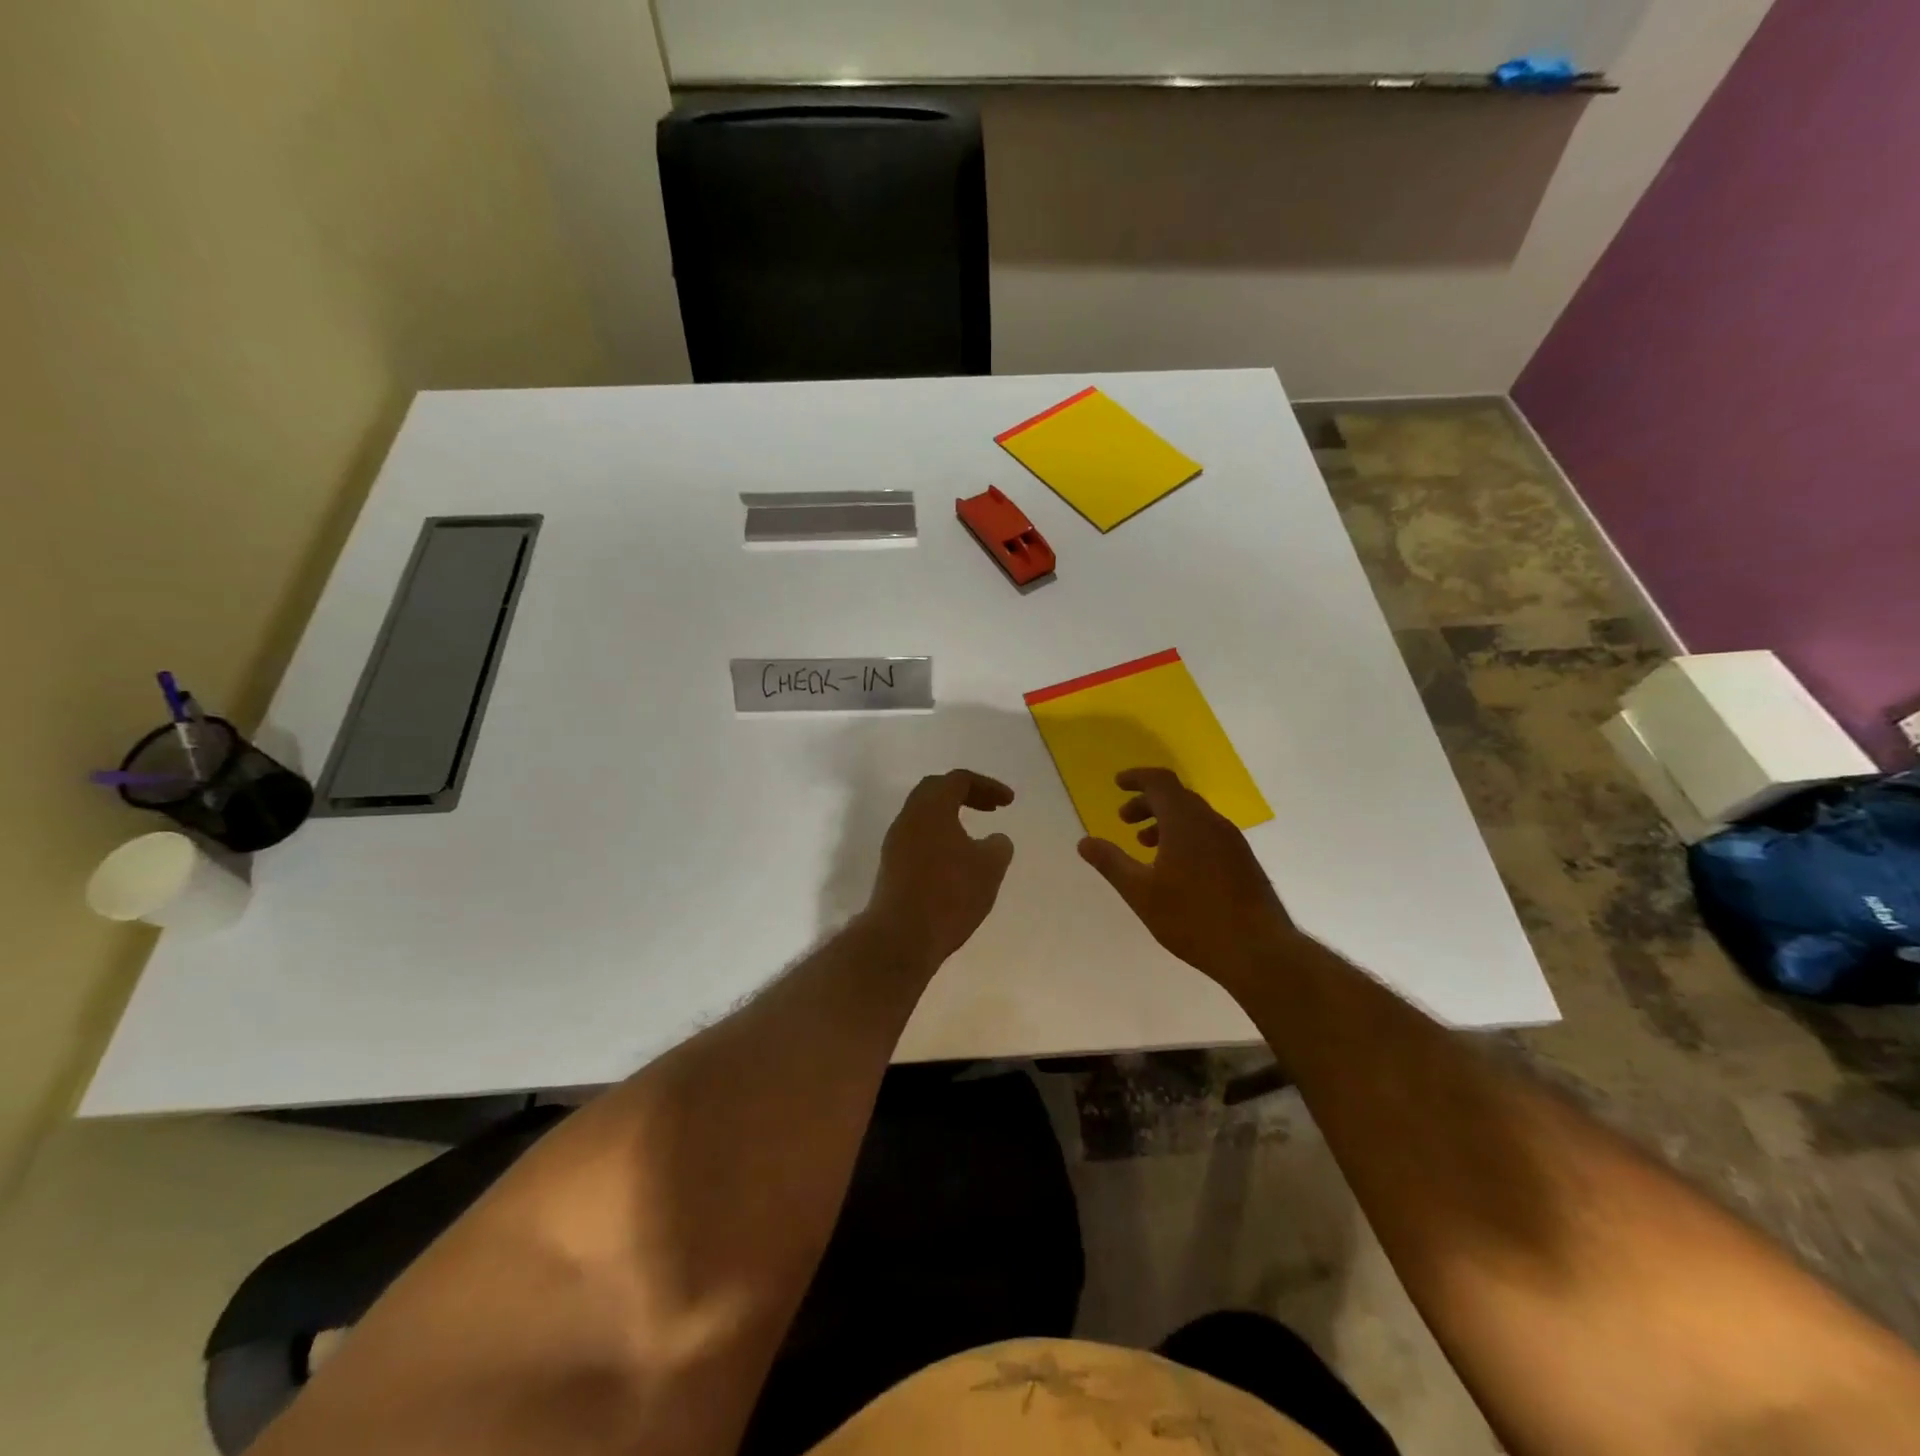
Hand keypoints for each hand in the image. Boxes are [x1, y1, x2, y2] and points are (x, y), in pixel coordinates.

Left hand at [866, 770, 1015, 968]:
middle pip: (935, 791)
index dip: (987, 786)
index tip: (1009, 802)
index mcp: (930, 808)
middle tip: (991, 808)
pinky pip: (918, 840)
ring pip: (924, 817)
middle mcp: (908, 818)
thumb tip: (996, 840)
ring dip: (950, 818)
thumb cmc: (949, 894)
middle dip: (966, 795)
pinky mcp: (891, 868)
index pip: (958, 780)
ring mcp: (894, 843)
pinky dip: (939, 839)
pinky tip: (955, 862)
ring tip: (975, 837)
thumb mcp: (989, 868)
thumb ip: (998, 846)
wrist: (901, 936)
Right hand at [1077, 767, 1294, 989]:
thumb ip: (1111, 863)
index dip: (1136, 778)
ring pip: (1194, 816)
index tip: (1117, 784)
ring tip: (1146, 845)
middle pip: (1176, 797)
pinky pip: (1208, 833)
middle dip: (1147, 803)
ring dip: (1166, 821)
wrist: (1258, 950)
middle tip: (1124, 820)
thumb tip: (1084, 842)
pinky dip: (1185, 836)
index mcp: (1185, 821)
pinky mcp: (1243, 861)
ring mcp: (1232, 841)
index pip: (1160, 782)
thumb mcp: (1141, 893)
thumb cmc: (1193, 918)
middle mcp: (1212, 822)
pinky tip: (1176, 868)